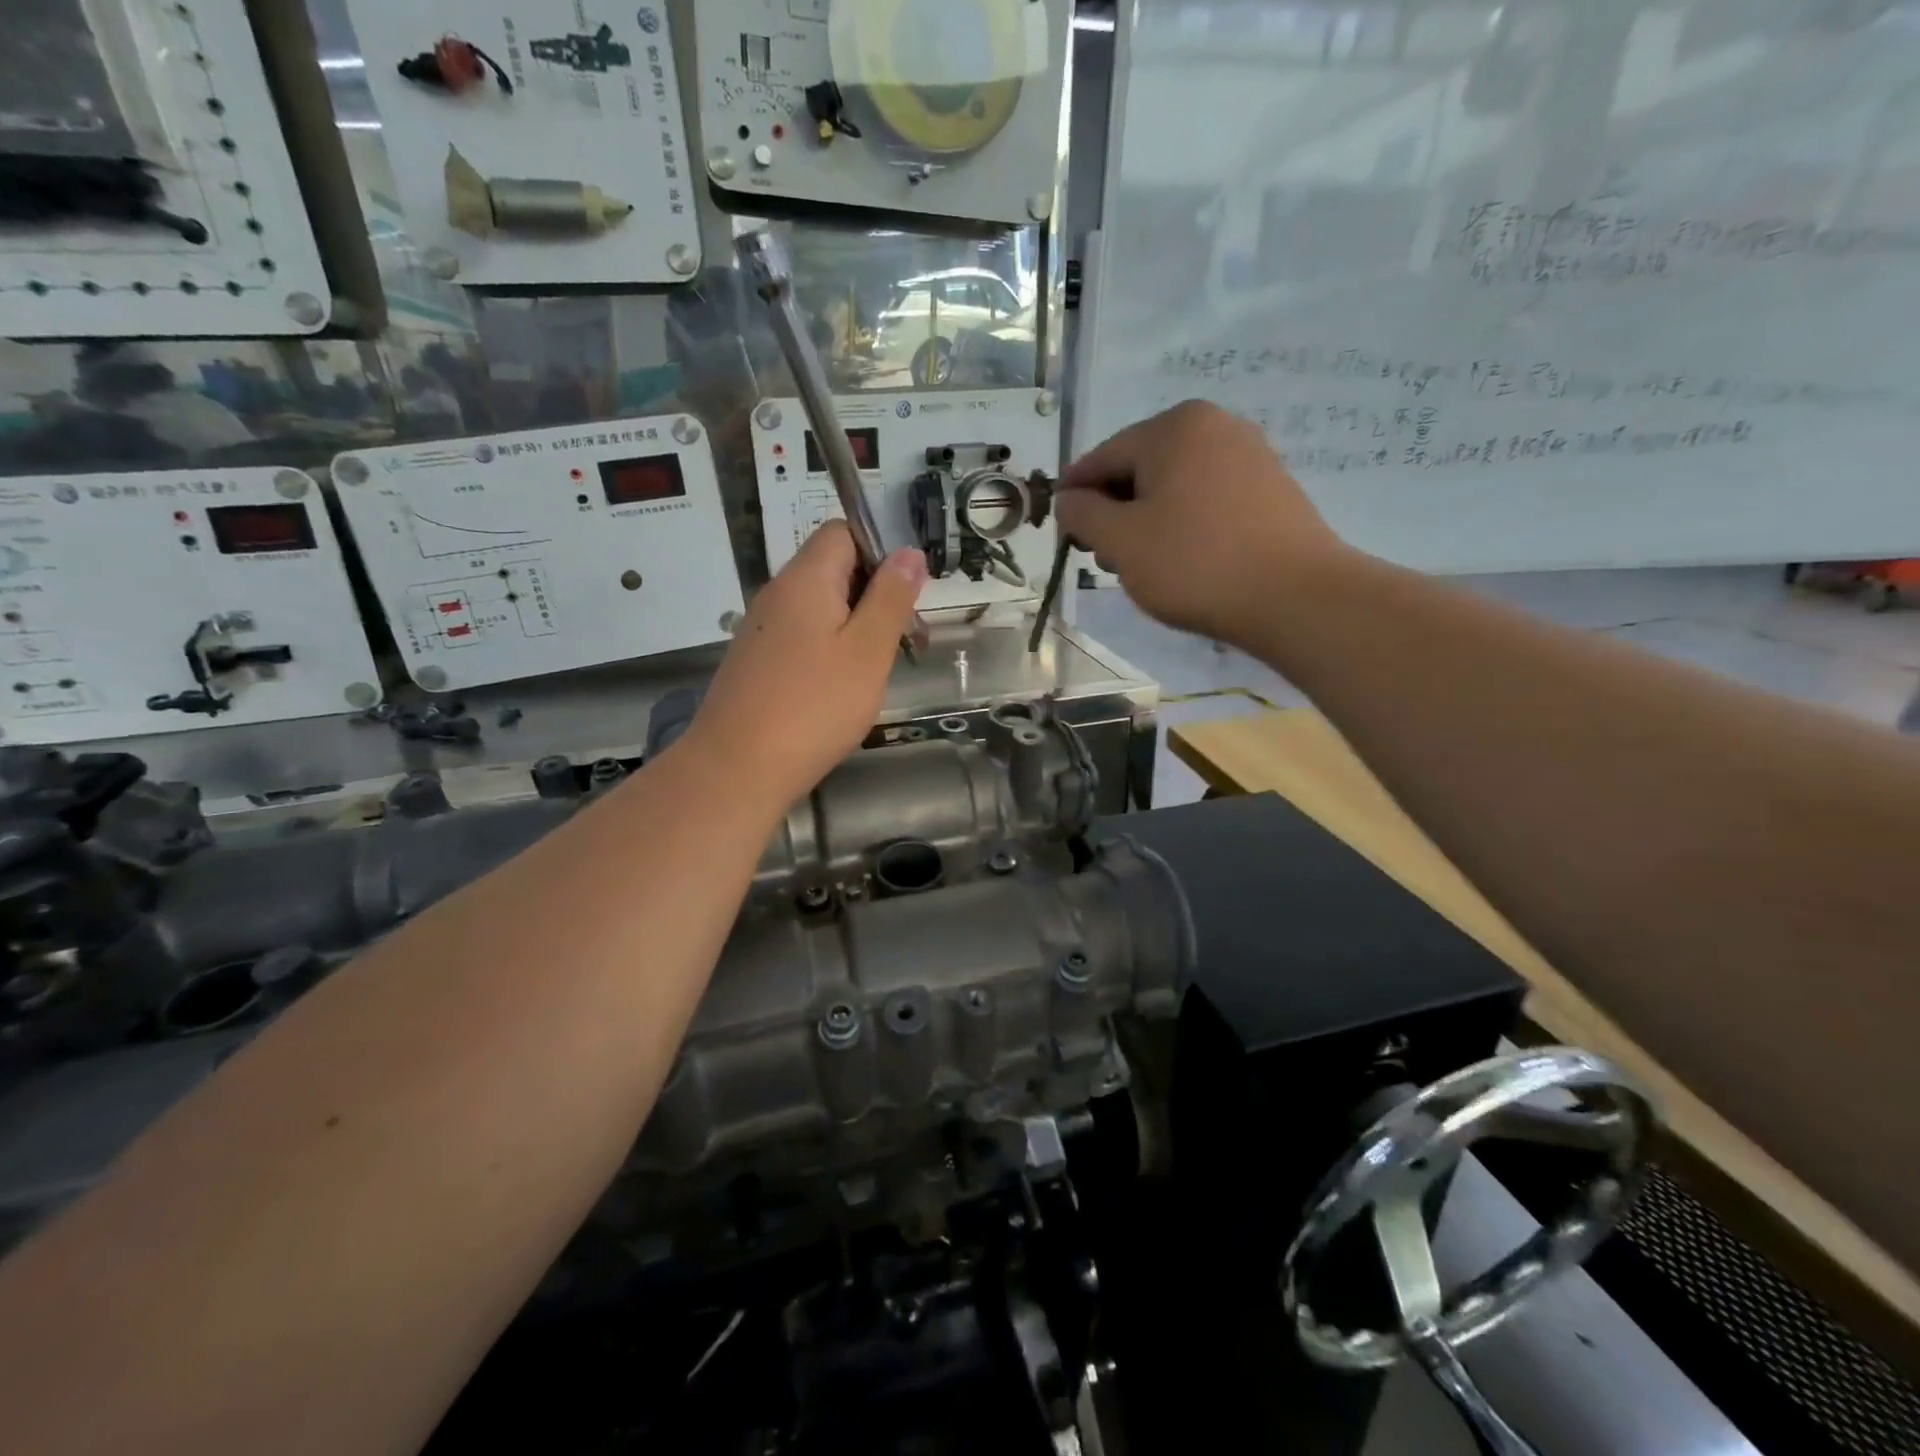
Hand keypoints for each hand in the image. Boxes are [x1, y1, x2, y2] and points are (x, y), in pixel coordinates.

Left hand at [687, 522, 926, 807]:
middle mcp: (778, 593)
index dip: (880, 551)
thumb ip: (891, 598)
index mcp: (805, 578)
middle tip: (903, 640)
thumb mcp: (868, 651)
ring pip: (819, 606)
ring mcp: (761, 628)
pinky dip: (829, 649)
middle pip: (832, 568)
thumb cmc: (814, 707)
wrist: (736, 768)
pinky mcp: (755, 661)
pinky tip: (839, 688)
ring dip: (854, 626)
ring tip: (876, 669)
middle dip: (874, 594)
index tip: (905, 595)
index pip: (843, 531)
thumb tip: (909, 553)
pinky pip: (801, 636)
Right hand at [1057, 400, 1351, 646]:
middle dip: (1114, 512)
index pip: (1103, 457)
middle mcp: (1214, 426)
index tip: (1062, 532)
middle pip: (1140, 468)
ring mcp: (1249, 455)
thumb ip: (1083, 514)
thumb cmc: (1195, 564)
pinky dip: (1182, 524)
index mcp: (1173, 427)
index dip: (1075, 495)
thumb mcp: (1121, 541)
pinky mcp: (1270, 488)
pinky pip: (1206, 499)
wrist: (1295, 597)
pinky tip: (1181, 560)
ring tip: (1141, 566)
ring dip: (1146, 521)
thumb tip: (1068, 499)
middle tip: (1103, 559)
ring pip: (1173, 486)